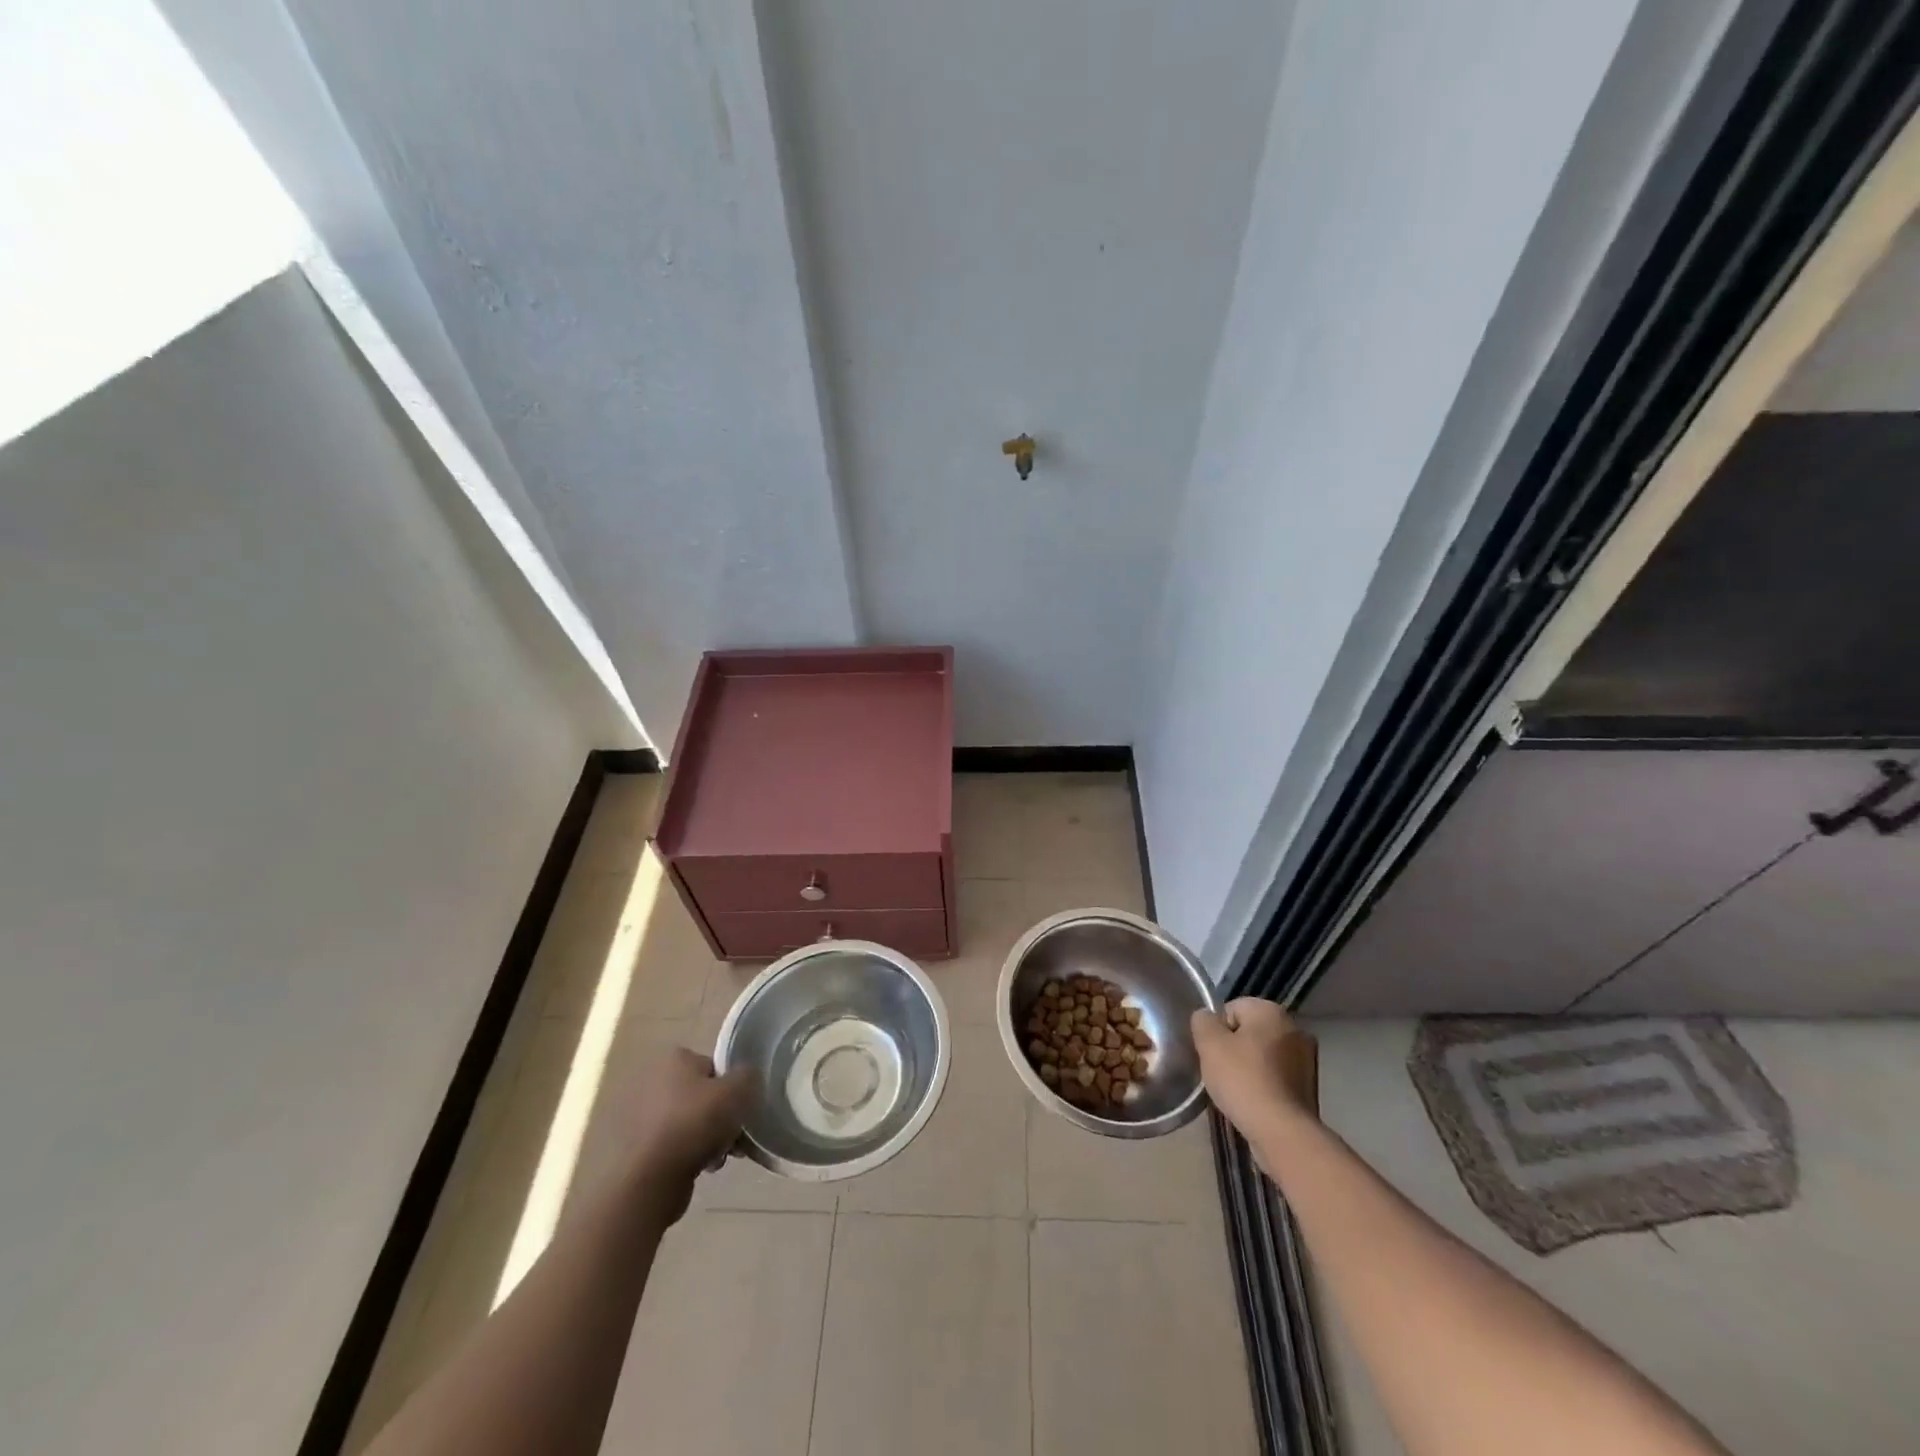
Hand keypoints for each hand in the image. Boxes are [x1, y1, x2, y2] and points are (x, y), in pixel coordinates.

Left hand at [625, 1048, 755, 1212]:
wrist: (655, 1176)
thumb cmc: (697, 1121)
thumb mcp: (739, 1090)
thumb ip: (749, 1076)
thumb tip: (748, 1079)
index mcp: (676, 1059)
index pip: (716, 1067)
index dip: (733, 1087)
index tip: (742, 1108)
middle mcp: (656, 1081)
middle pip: (705, 1095)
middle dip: (723, 1116)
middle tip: (738, 1135)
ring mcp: (644, 1115)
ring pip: (693, 1121)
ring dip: (712, 1136)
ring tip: (723, 1155)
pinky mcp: (641, 1146)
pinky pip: (678, 1143)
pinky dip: (693, 1152)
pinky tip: (706, 1167)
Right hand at [1191, 999, 1317, 1141]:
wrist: (1282, 1132)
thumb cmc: (1243, 1080)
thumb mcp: (1209, 1044)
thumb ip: (1202, 1021)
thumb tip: (1207, 1018)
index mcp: (1271, 1011)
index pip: (1231, 1009)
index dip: (1217, 1030)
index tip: (1212, 1054)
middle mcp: (1295, 1027)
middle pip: (1250, 1031)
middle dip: (1234, 1048)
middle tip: (1221, 1071)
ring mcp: (1307, 1058)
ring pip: (1264, 1054)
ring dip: (1250, 1066)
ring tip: (1238, 1090)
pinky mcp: (1311, 1086)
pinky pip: (1277, 1076)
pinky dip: (1265, 1084)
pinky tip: (1255, 1101)